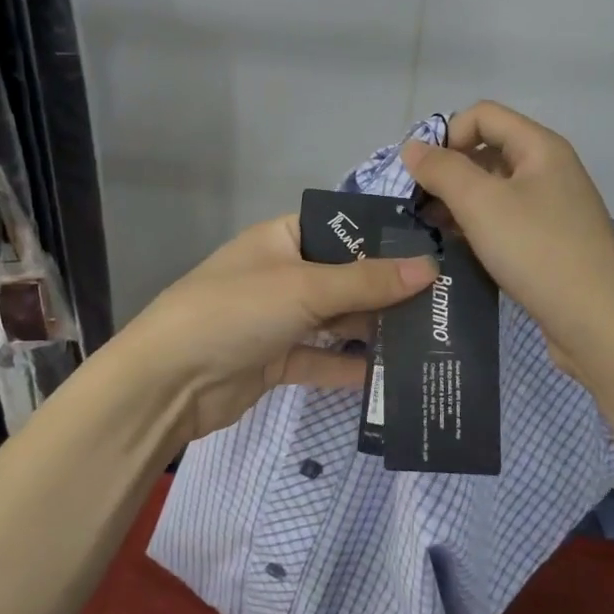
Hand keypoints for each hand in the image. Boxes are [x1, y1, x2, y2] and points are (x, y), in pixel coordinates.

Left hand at [122, 215, 437, 446]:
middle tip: (446, 304)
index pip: (342, 231)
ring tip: (431, 339)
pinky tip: (392, 377)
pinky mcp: (277, 361)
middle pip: (345, 279)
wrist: (168, 382)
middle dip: (388, 292)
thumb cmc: (236, 311)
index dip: (384, 242)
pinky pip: (322, 360)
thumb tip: (430, 267)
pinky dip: (349, 367)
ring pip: (336, 322)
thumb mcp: (305, 288)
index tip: (436, 255)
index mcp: (283, 239)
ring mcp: (279, 320)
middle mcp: (283, 274)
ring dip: (374, 332)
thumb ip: (367, 281)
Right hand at [401, 101, 613, 374]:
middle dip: (448, 172)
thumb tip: (411, 148)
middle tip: (418, 206)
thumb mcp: (481, 203)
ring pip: (494, 190)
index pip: (483, 115)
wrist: (598, 323)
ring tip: (431, 230)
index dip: (447, 135)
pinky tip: (457, 249)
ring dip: (459, 203)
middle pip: (488, 151)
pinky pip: (505, 221)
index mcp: (540, 148)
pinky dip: (478, 227)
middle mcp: (549, 170)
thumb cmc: (538, 251)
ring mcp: (553, 208)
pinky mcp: (550, 243)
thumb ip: (442, 170)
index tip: (421, 174)